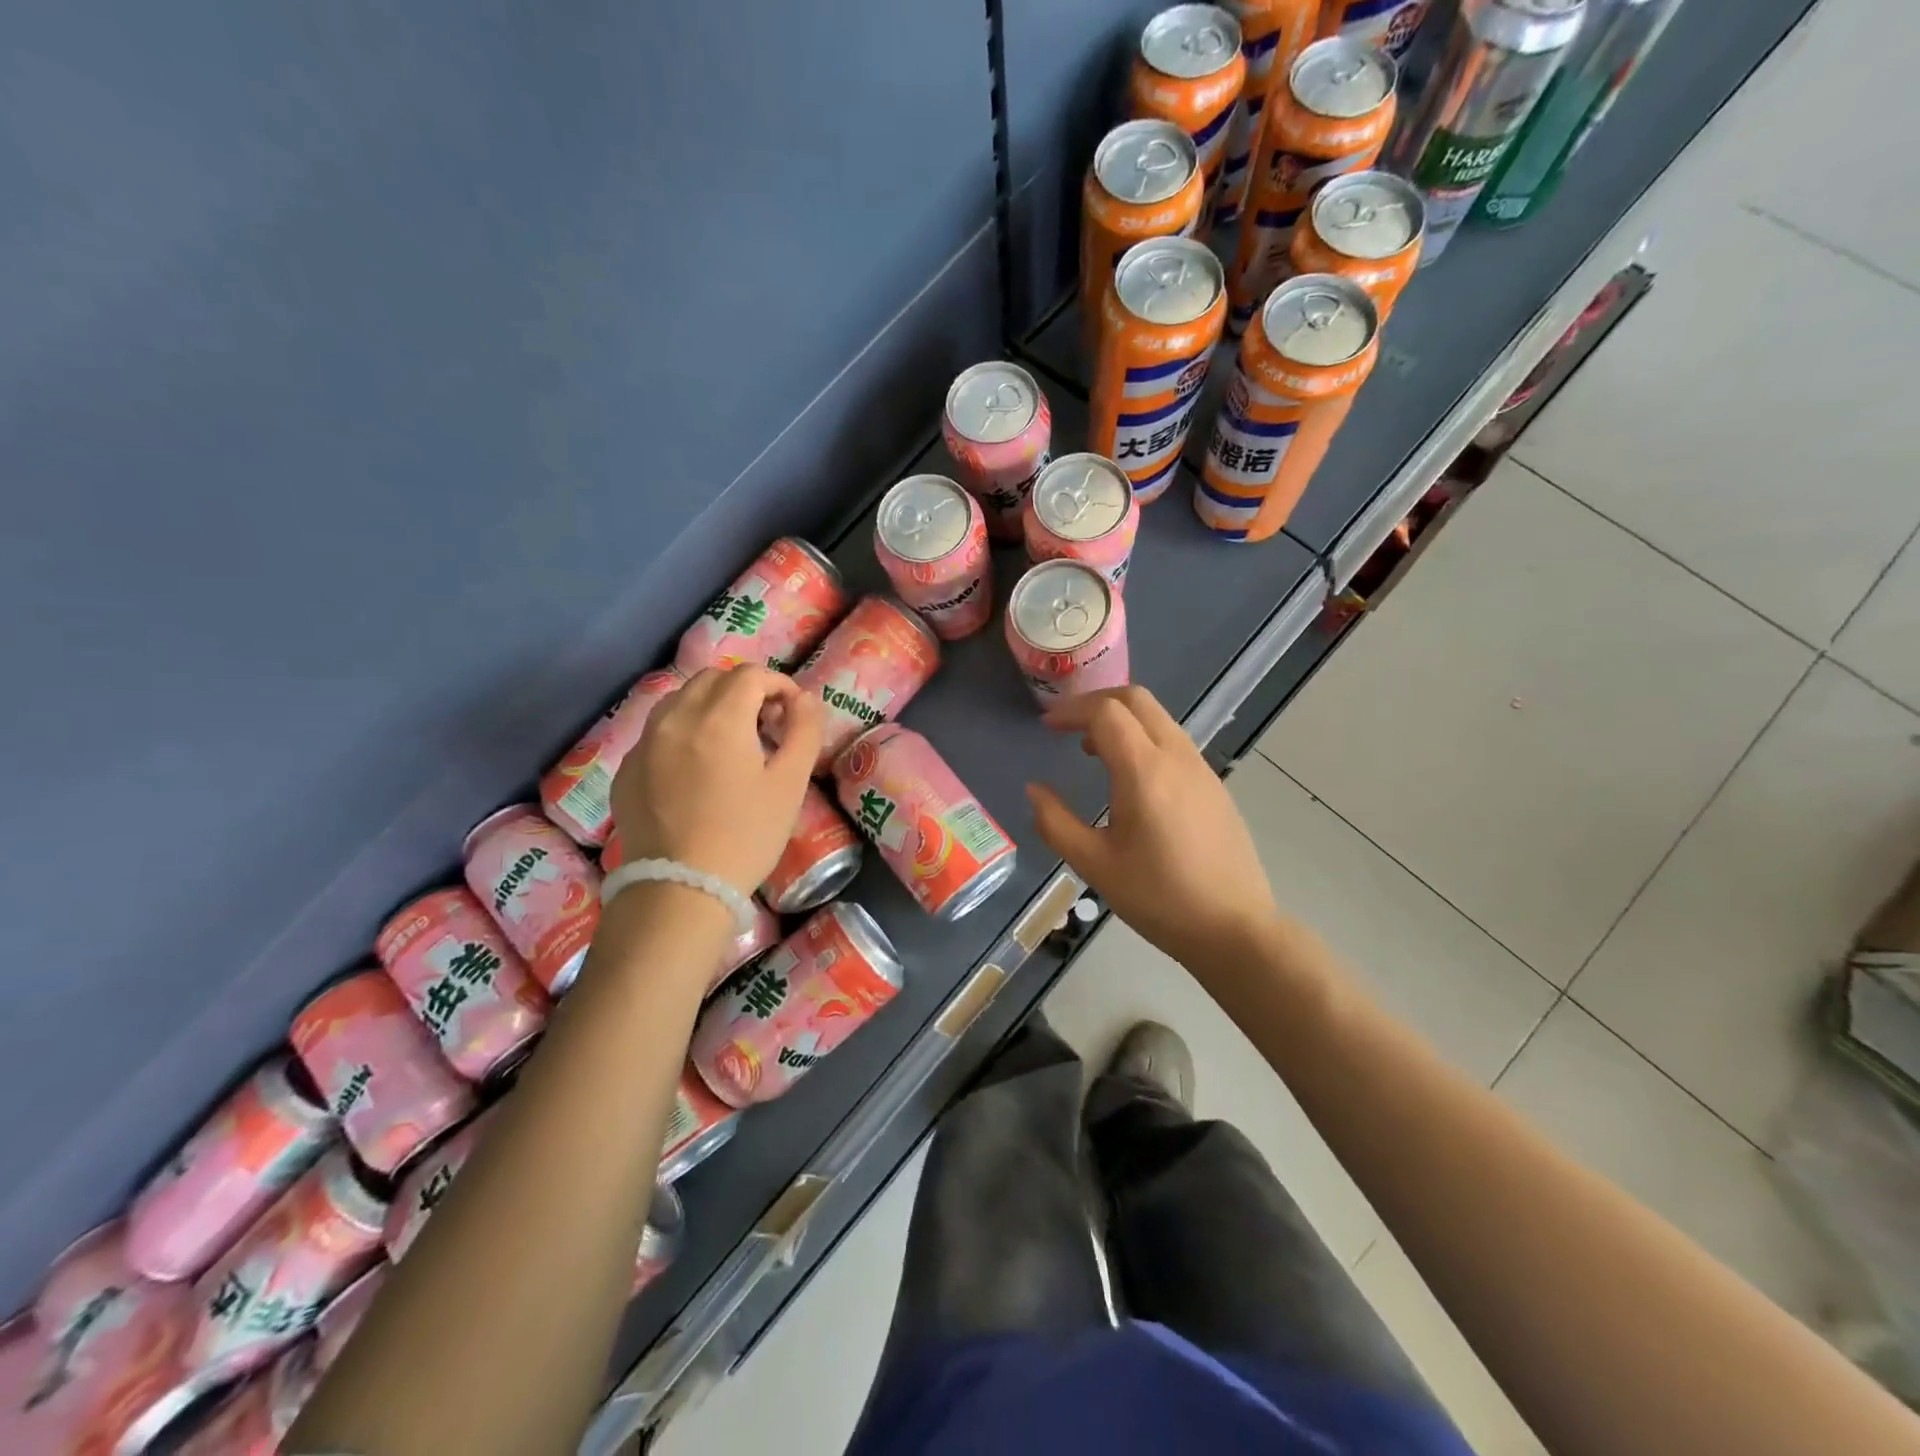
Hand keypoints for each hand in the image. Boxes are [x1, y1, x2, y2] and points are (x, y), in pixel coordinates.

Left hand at [611, 667, 821, 894]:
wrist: (680, 888)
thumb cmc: (746, 835)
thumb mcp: (790, 785)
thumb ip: (804, 731)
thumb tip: (805, 699)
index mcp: (720, 718)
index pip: (751, 675)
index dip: (778, 685)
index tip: (791, 712)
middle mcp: (676, 718)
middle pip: (713, 679)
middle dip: (744, 690)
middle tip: (764, 724)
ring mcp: (645, 742)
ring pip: (680, 700)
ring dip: (710, 706)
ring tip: (729, 742)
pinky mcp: (627, 768)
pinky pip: (658, 731)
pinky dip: (683, 732)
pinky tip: (696, 769)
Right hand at [1026, 686, 1279, 968]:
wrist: (1232, 928)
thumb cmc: (1158, 897)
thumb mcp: (1094, 864)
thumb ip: (1055, 822)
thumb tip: (1034, 790)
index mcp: (1145, 770)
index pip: (1106, 712)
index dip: (1071, 711)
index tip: (1046, 727)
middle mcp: (1177, 756)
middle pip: (1136, 700)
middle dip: (1096, 702)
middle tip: (1067, 727)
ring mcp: (1201, 768)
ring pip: (1158, 718)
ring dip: (1121, 720)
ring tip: (1091, 753)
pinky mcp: (1213, 785)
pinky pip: (1173, 741)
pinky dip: (1143, 738)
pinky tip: (1129, 778)